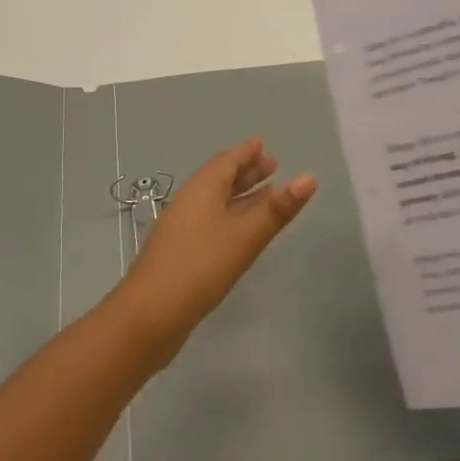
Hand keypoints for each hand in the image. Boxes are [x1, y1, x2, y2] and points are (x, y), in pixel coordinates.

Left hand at [107, 139, 315, 359]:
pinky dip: (231, 216)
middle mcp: (189, 202)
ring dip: (240, 194)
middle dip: (246, 171)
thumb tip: (310, 178)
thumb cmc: (201, 266)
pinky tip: (241, 232)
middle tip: (272, 166)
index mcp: (202, 190)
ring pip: (215, 201)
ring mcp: (182, 228)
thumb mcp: (246, 236)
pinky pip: (210, 221)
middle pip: (219, 178)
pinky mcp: (180, 252)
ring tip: (266, 193)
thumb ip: (278, 209)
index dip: (246, 153)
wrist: (149, 315)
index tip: (263, 145)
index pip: (226, 161)